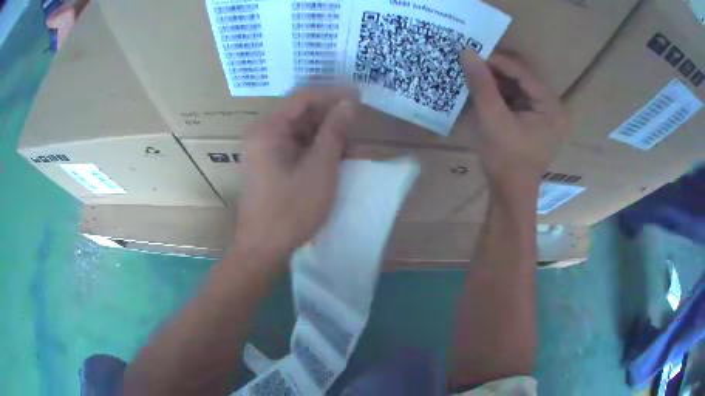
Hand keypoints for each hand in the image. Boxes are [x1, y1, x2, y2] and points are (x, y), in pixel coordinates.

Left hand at [234, 87, 357, 259]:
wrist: (263, 248)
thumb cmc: (292, 208)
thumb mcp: (320, 167)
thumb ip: (334, 131)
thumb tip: (348, 103)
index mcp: (268, 128)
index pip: (303, 98)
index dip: (333, 94)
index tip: (359, 96)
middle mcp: (262, 134)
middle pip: (301, 114)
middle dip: (330, 118)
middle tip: (357, 126)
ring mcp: (264, 150)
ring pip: (300, 132)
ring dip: (326, 136)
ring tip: (351, 148)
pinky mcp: (268, 165)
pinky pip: (295, 148)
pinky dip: (315, 150)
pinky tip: (335, 160)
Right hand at [460, 50, 569, 189]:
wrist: (510, 194)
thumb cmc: (505, 161)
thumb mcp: (492, 120)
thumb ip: (481, 85)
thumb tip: (467, 52)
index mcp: (552, 108)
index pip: (524, 74)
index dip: (498, 61)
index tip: (473, 53)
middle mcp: (554, 108)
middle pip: (524, 78)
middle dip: (498, 70)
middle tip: (473, 63)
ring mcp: (547, 115)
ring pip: (520, 87)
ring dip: (498, 80)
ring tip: (475, 75)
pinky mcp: (537, 121)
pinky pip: (519, 98)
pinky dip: (502, 93)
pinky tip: (485, 91)